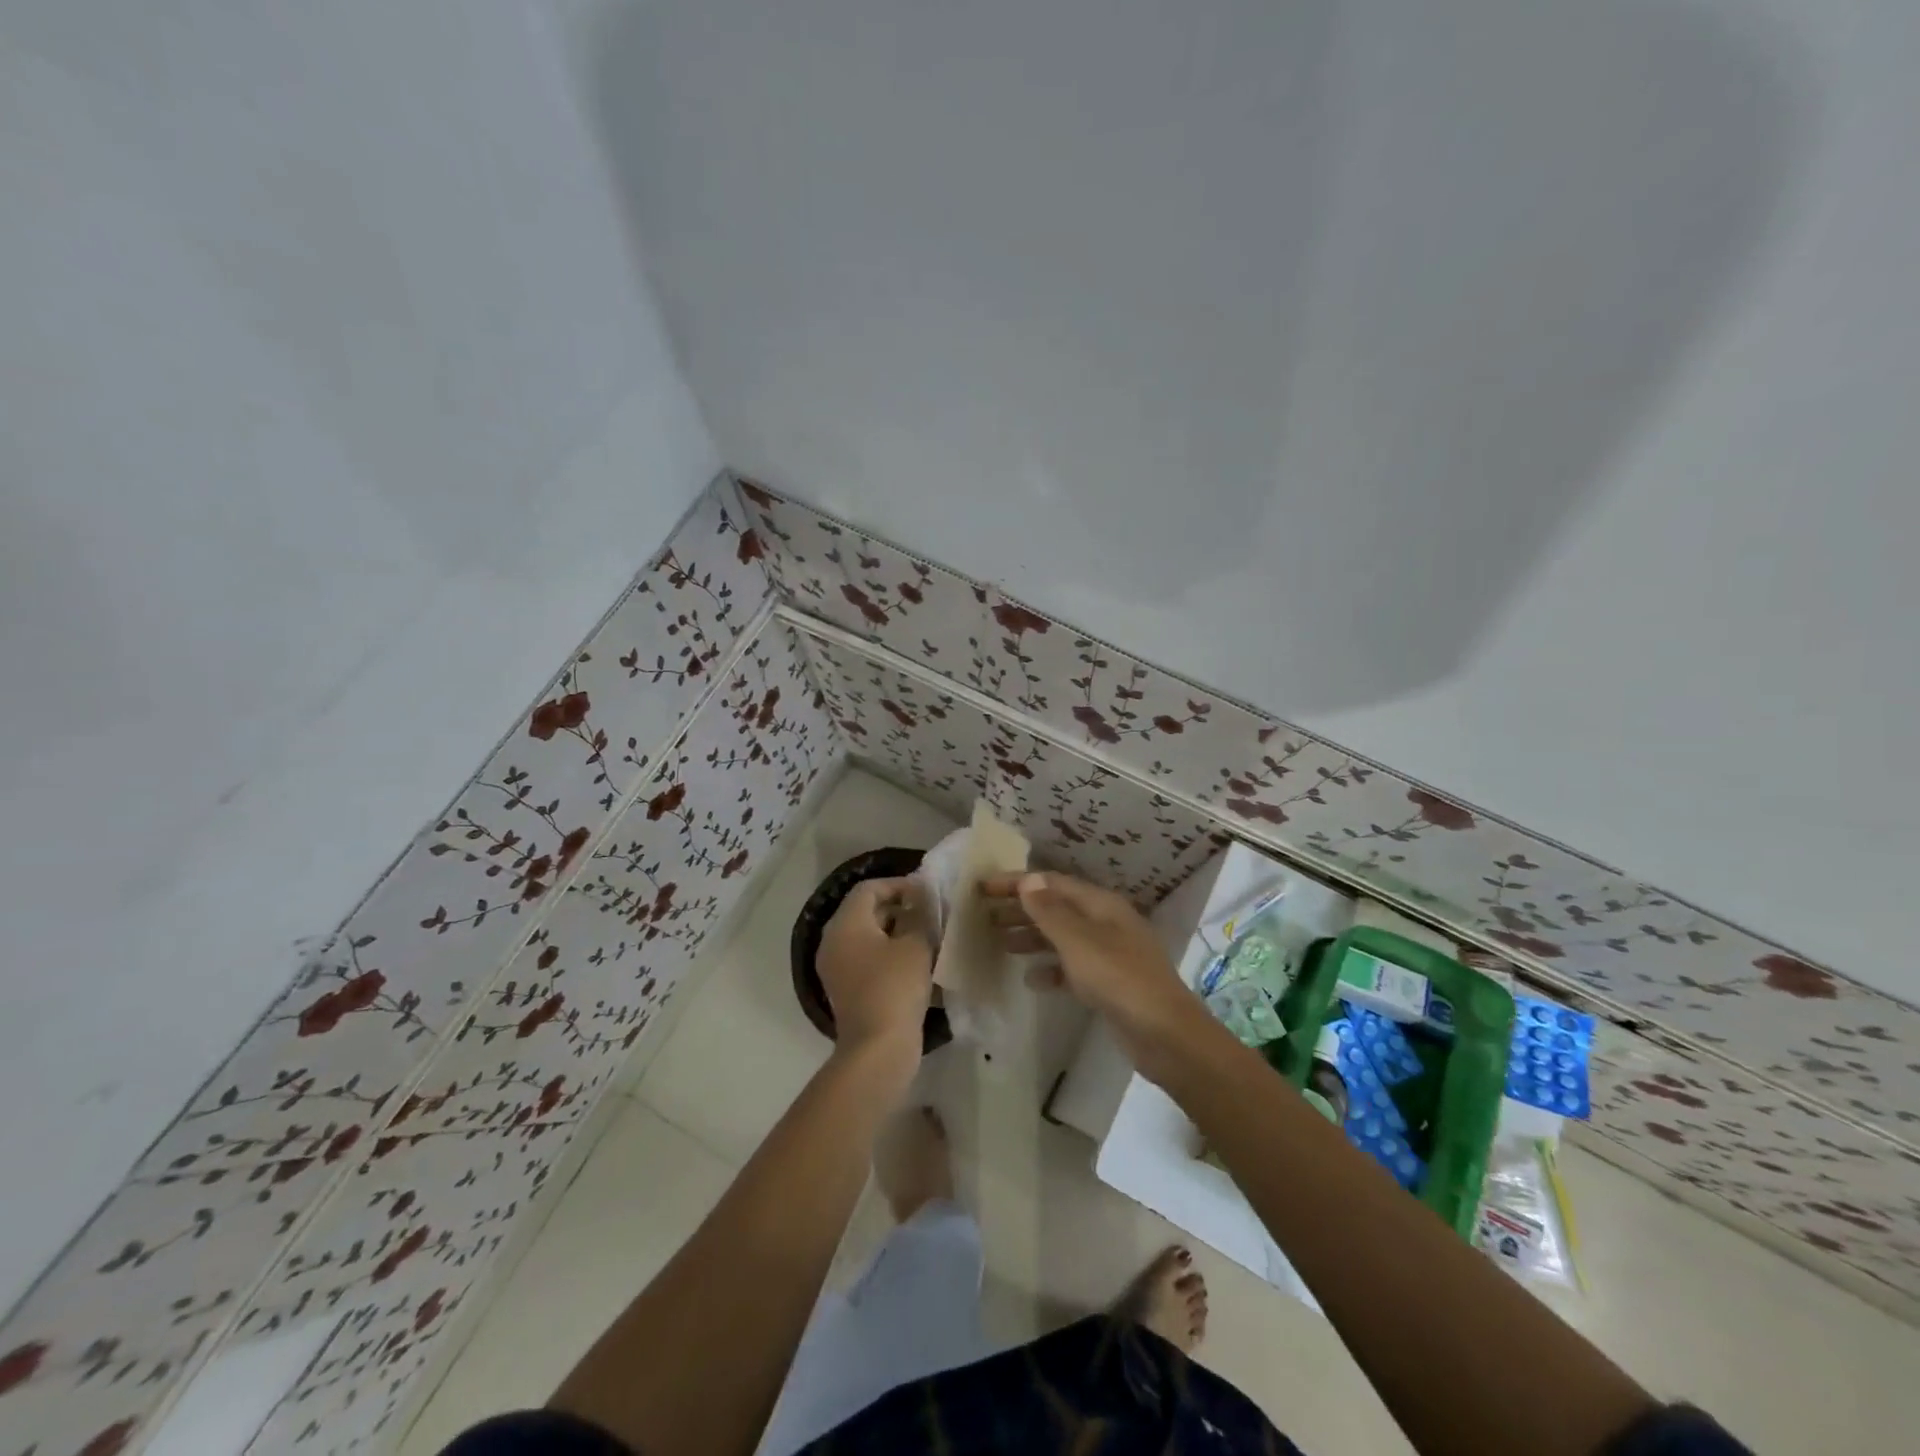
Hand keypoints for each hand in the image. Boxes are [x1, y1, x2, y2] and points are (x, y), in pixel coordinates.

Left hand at [816, 877, 933, 1062]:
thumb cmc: (896, 987)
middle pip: (865, 911)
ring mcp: (836, 968)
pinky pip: (866, 959)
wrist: (878, 1048)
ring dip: (896, 932)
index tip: (926, 893)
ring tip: (927, 936)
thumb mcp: (916, 944)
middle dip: (898, 908)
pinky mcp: (845, 990)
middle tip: (929, 913)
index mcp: (845, 924)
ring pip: (867, 937)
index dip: (899, 885)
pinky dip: (888, 954)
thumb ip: (921, 915)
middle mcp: (833, 941)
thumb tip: (923, 900)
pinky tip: (915, 963)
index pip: (869, 889)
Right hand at [981, 871, 1212, 1079]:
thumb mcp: (1079, 942)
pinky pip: (1072, 967)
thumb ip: (1050, 911)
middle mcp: (1105, 923)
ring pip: (1062, 937)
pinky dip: (1050, 969)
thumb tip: (1029, 879)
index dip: (1017, 882)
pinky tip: (1031, 980)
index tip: (983, 888)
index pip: (1052, 883)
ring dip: (1032, 937)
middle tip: (984, 915)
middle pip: (1057, 908)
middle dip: (1021, 909)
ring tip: (1000, 943)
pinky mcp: (1109, 983)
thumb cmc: (1119, 979)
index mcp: (1101, 905)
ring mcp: (1109, 954)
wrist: (1166, 1035)